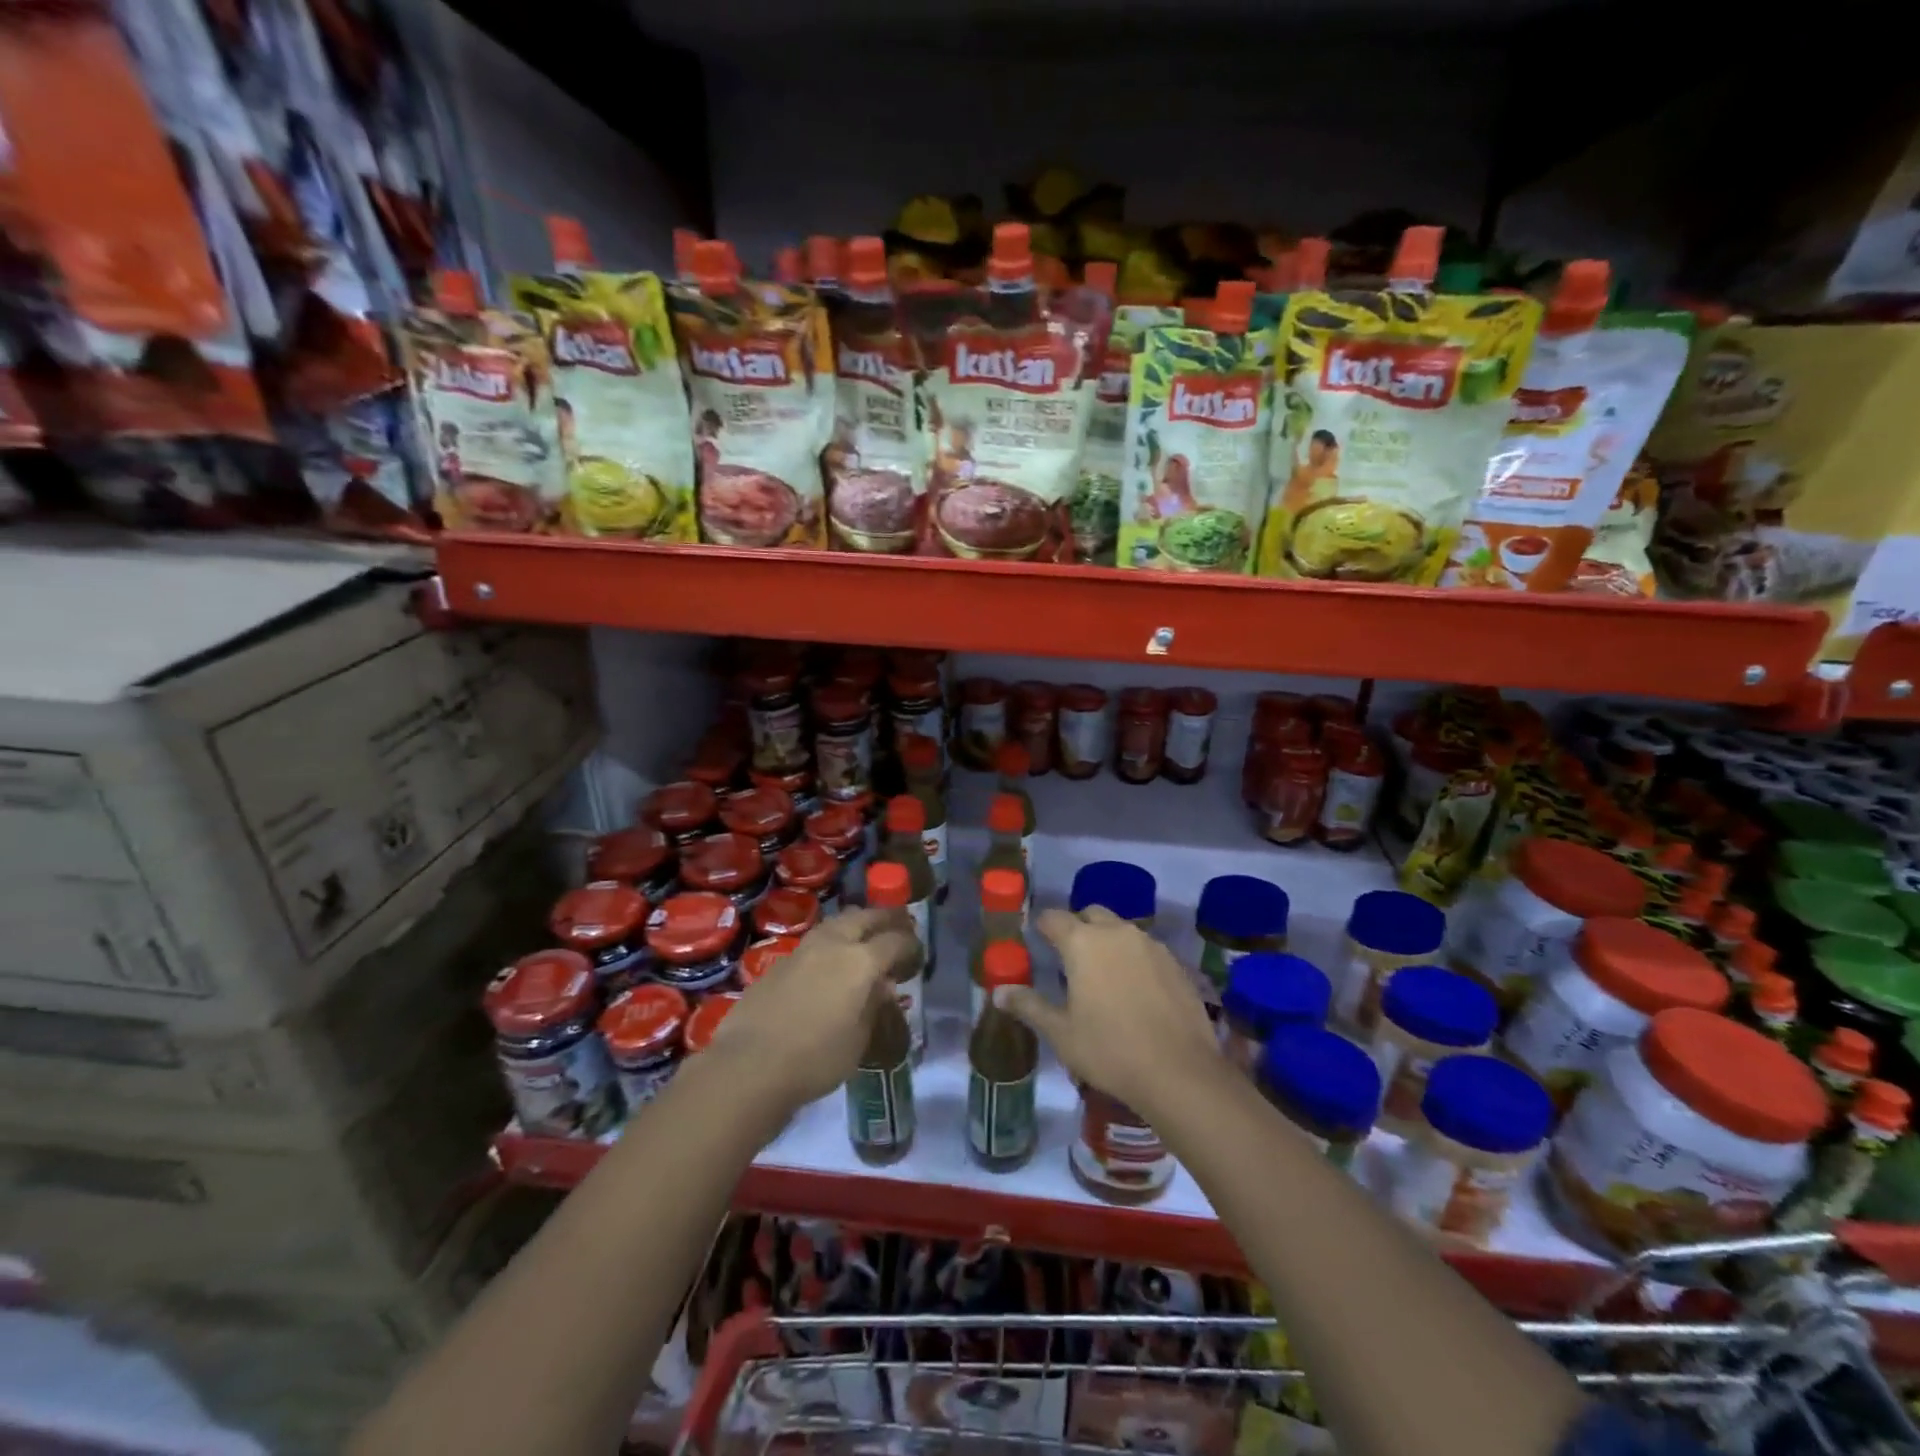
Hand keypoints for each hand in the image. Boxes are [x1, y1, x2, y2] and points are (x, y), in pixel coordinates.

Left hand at [705, 906, 917, 1111]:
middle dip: (885, 918)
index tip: (918, 950)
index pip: (894, 941)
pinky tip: (831, 957)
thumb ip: (873, 1006)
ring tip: (865, 932)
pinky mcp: (779, 963)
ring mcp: (802, 950)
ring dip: (855, 923)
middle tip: (900, 921)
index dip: (910, 943)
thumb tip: (883, 986)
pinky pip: (815, 941)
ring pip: (836, 923)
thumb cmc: (815, 1059)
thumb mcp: (858, 1040)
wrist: (749, 1065)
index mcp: (860, 961)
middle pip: (864, 918)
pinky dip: (831, 942)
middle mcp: (833, 945)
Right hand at [995, 906, 1219, 1116]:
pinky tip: (1136, 991)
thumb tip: (998, 992)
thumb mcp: (1061, 1033)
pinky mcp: (1176, 963)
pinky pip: (1146, 949)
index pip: (1054, 918)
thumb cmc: (1110, 1051)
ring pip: (1122, 929)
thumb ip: (1029, 1006)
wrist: (1179, 1072)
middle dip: (1078, 928)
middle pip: (1091, 914)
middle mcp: (1117, 932)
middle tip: (1071, 959)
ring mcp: (1151, 945)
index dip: (1043, 927)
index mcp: (1082, 943)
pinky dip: (1135, 959)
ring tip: (1104, 976)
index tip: (1038, 942)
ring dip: (1108, 942)